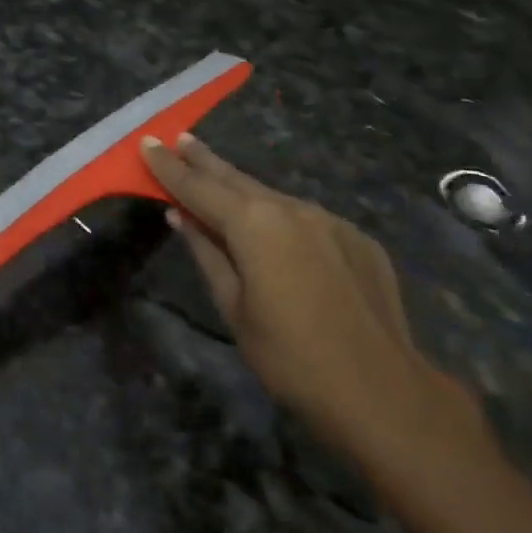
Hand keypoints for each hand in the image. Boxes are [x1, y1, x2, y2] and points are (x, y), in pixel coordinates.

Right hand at [142, 133, 480, 466]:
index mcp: (254, 223)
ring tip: (219, 180)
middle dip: (204, 160)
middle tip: (181, 139)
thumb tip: (182, 216)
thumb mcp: (233, 307)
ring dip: (242, 189)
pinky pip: (306, 219)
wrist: (384, 393)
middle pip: (236, 178)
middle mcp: (291, 208)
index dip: (169, 166)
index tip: (147, 142)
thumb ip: (207, 253)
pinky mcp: (358, 239)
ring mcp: (330, 221)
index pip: (198, 186)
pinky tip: (275, 232)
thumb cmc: (290, 356)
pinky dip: (280, 217)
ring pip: (272, 197)